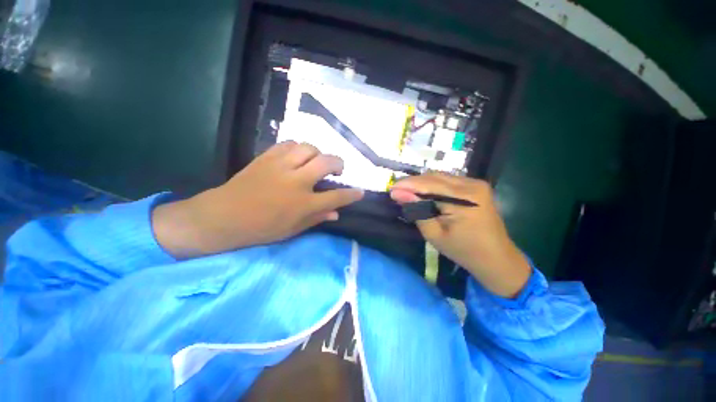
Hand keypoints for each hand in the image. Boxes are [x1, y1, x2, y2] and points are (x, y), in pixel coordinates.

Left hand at [153, 141, 363, 257]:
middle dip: (339, 164)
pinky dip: (299, 148)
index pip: (336, 197)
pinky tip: (298, 157)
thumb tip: (336, 214)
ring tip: (315, 162)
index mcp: (303, 204)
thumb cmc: (261, 229)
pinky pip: (289, 144)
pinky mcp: (267, 158)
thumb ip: (317, 219)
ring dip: (318, 154)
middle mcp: (296, 181)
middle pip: (327, 162)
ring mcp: (281, 166)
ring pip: (309, 148)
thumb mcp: (293, 230)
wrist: (223, 217)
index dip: (352, 194)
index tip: (360, 192)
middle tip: (337, 170)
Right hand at [390, 174, 530, 297]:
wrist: (497, 258)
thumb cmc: (464, 251)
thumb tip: (398, 193)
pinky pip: (448, 181)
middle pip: (434, 177)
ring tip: (406, 191)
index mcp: (465, 199)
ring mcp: (476, 183)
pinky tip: (423, 192)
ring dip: (422, 183)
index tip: (390, 188)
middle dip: (413, 182)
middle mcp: (472, 184)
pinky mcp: (476, 186)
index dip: (407, 185)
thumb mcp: (435, 234)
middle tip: (396, 190)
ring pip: (440, 177)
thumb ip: (417, 210)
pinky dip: (433, 185)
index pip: (429, 185)